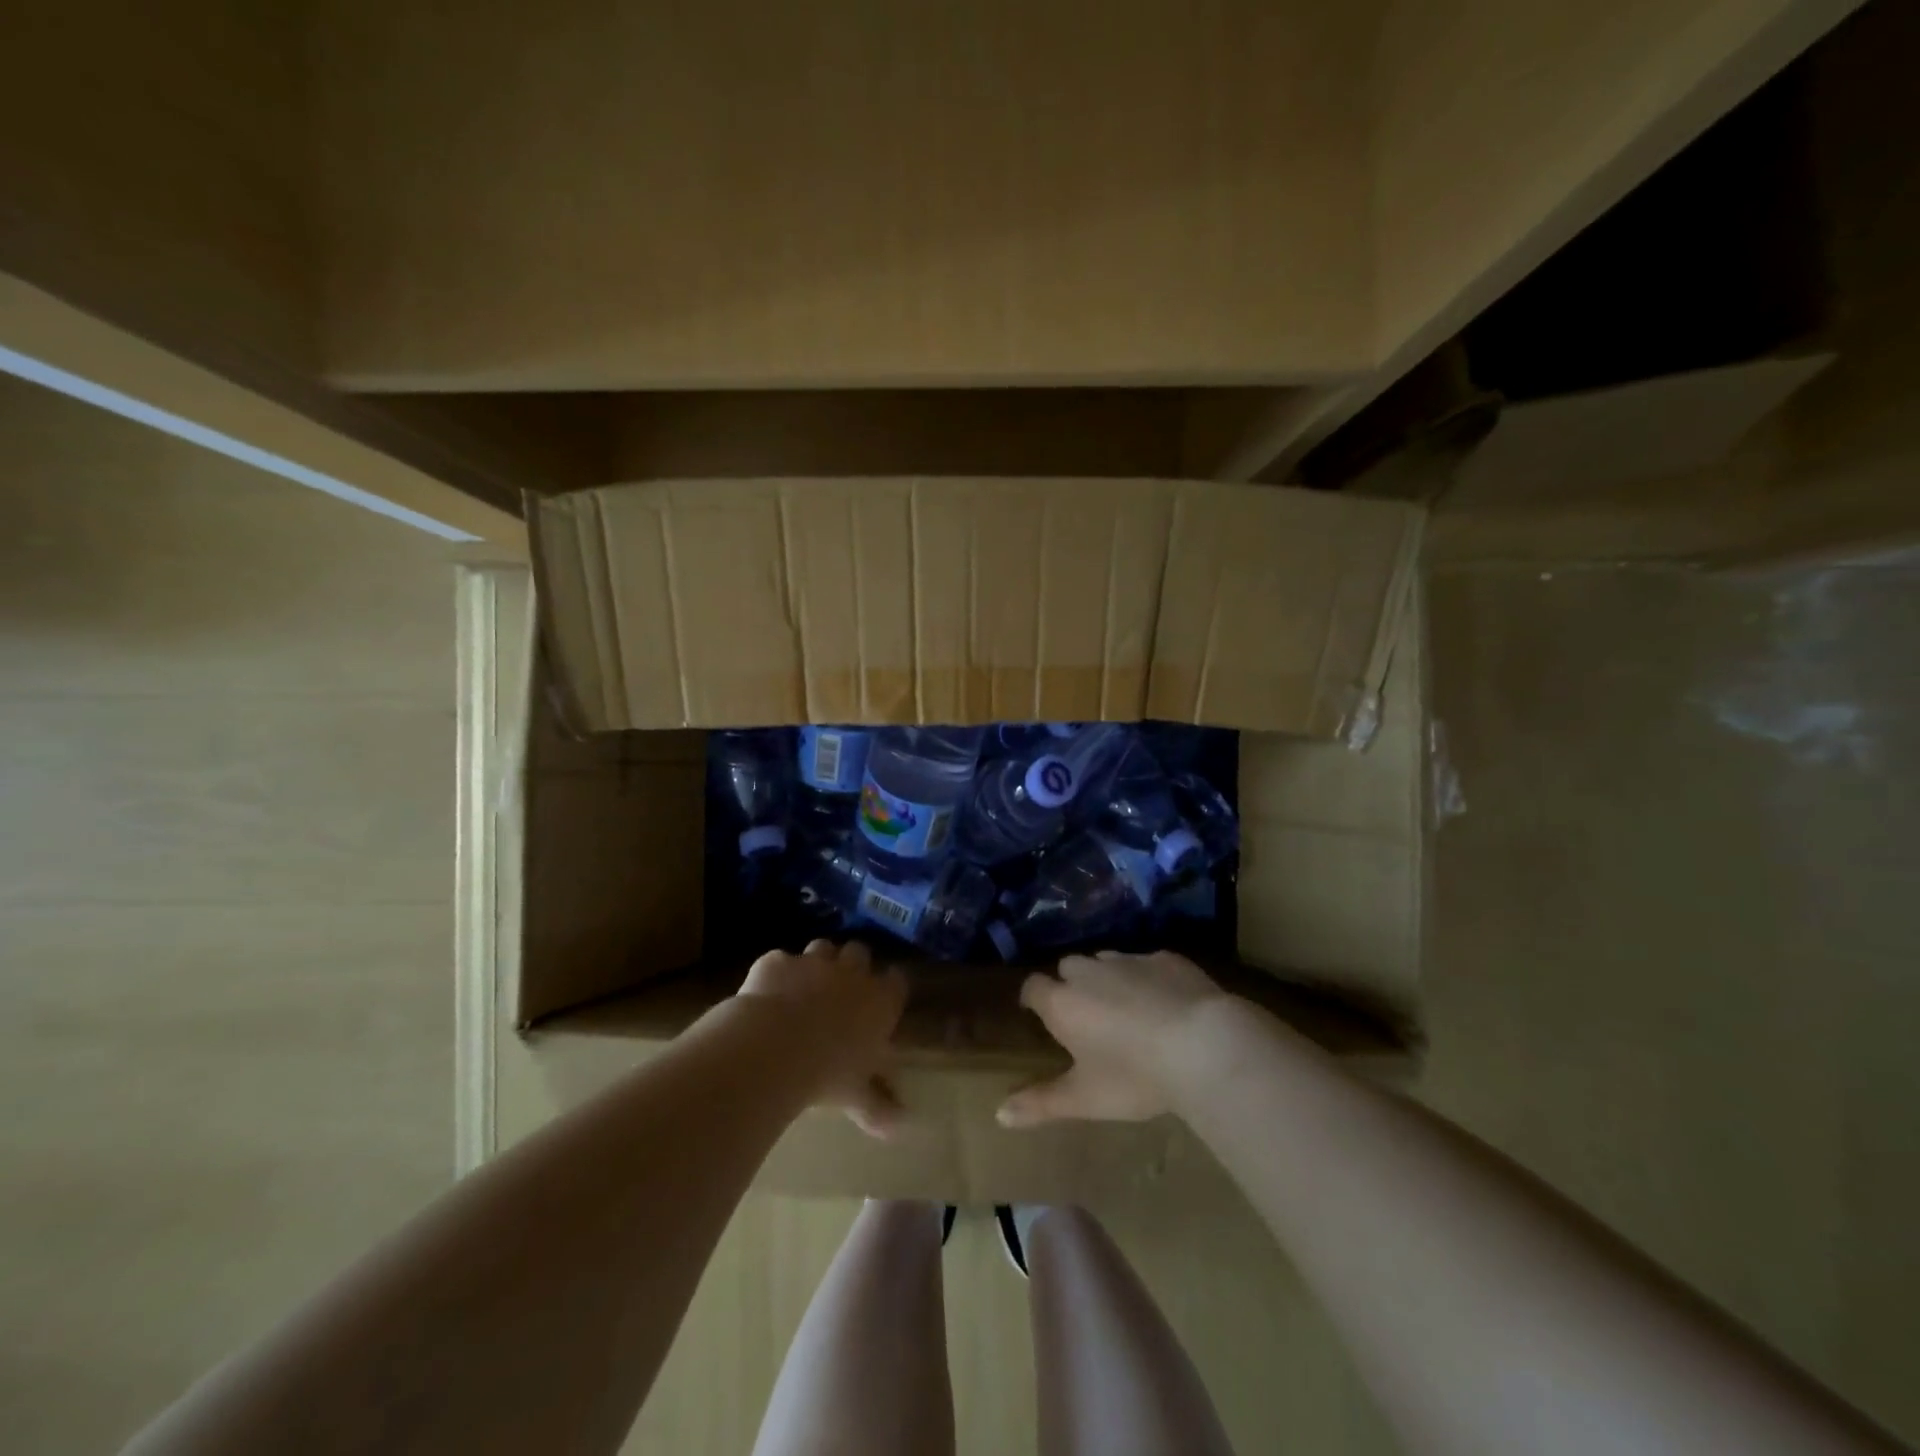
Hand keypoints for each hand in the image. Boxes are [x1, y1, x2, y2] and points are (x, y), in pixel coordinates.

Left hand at [738, 939, 906, 1138]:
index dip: (890, 987)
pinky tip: (768, 992)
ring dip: (819, 961)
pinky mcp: (778, 961)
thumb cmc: (826, 1073)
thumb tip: (899, 1127)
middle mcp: (851, 973)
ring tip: (807, 985)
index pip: (897, 981)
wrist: (772, 1047)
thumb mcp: (855, 1096)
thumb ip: (877, 1107)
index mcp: (879, 1001)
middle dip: (853, 966)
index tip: (884, 998)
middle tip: (843, 989)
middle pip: (861, 953)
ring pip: (823, 947)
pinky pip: (781, 960)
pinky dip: (778, 973)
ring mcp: (813, 962)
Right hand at [998, 950, 1236, 1126]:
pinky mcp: (1166, 958)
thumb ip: (1041, 1103)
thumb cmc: (1134, 1076)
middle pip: (1068, 967)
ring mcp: (1129, 960)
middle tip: (1085, 1015)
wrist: (1204, 1045)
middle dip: (1070, 985)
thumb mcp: (1085, 1099)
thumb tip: (999, 1115)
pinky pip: (1146, 962)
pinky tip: (1165, 1002)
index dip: (1033, 998)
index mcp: (1063, 1003)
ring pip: (1106, 960)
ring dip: (1107, 978)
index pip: (1033, 987)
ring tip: (1124, 1007)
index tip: (1037, 1012)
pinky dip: (1147, 977)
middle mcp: (1090, 972)